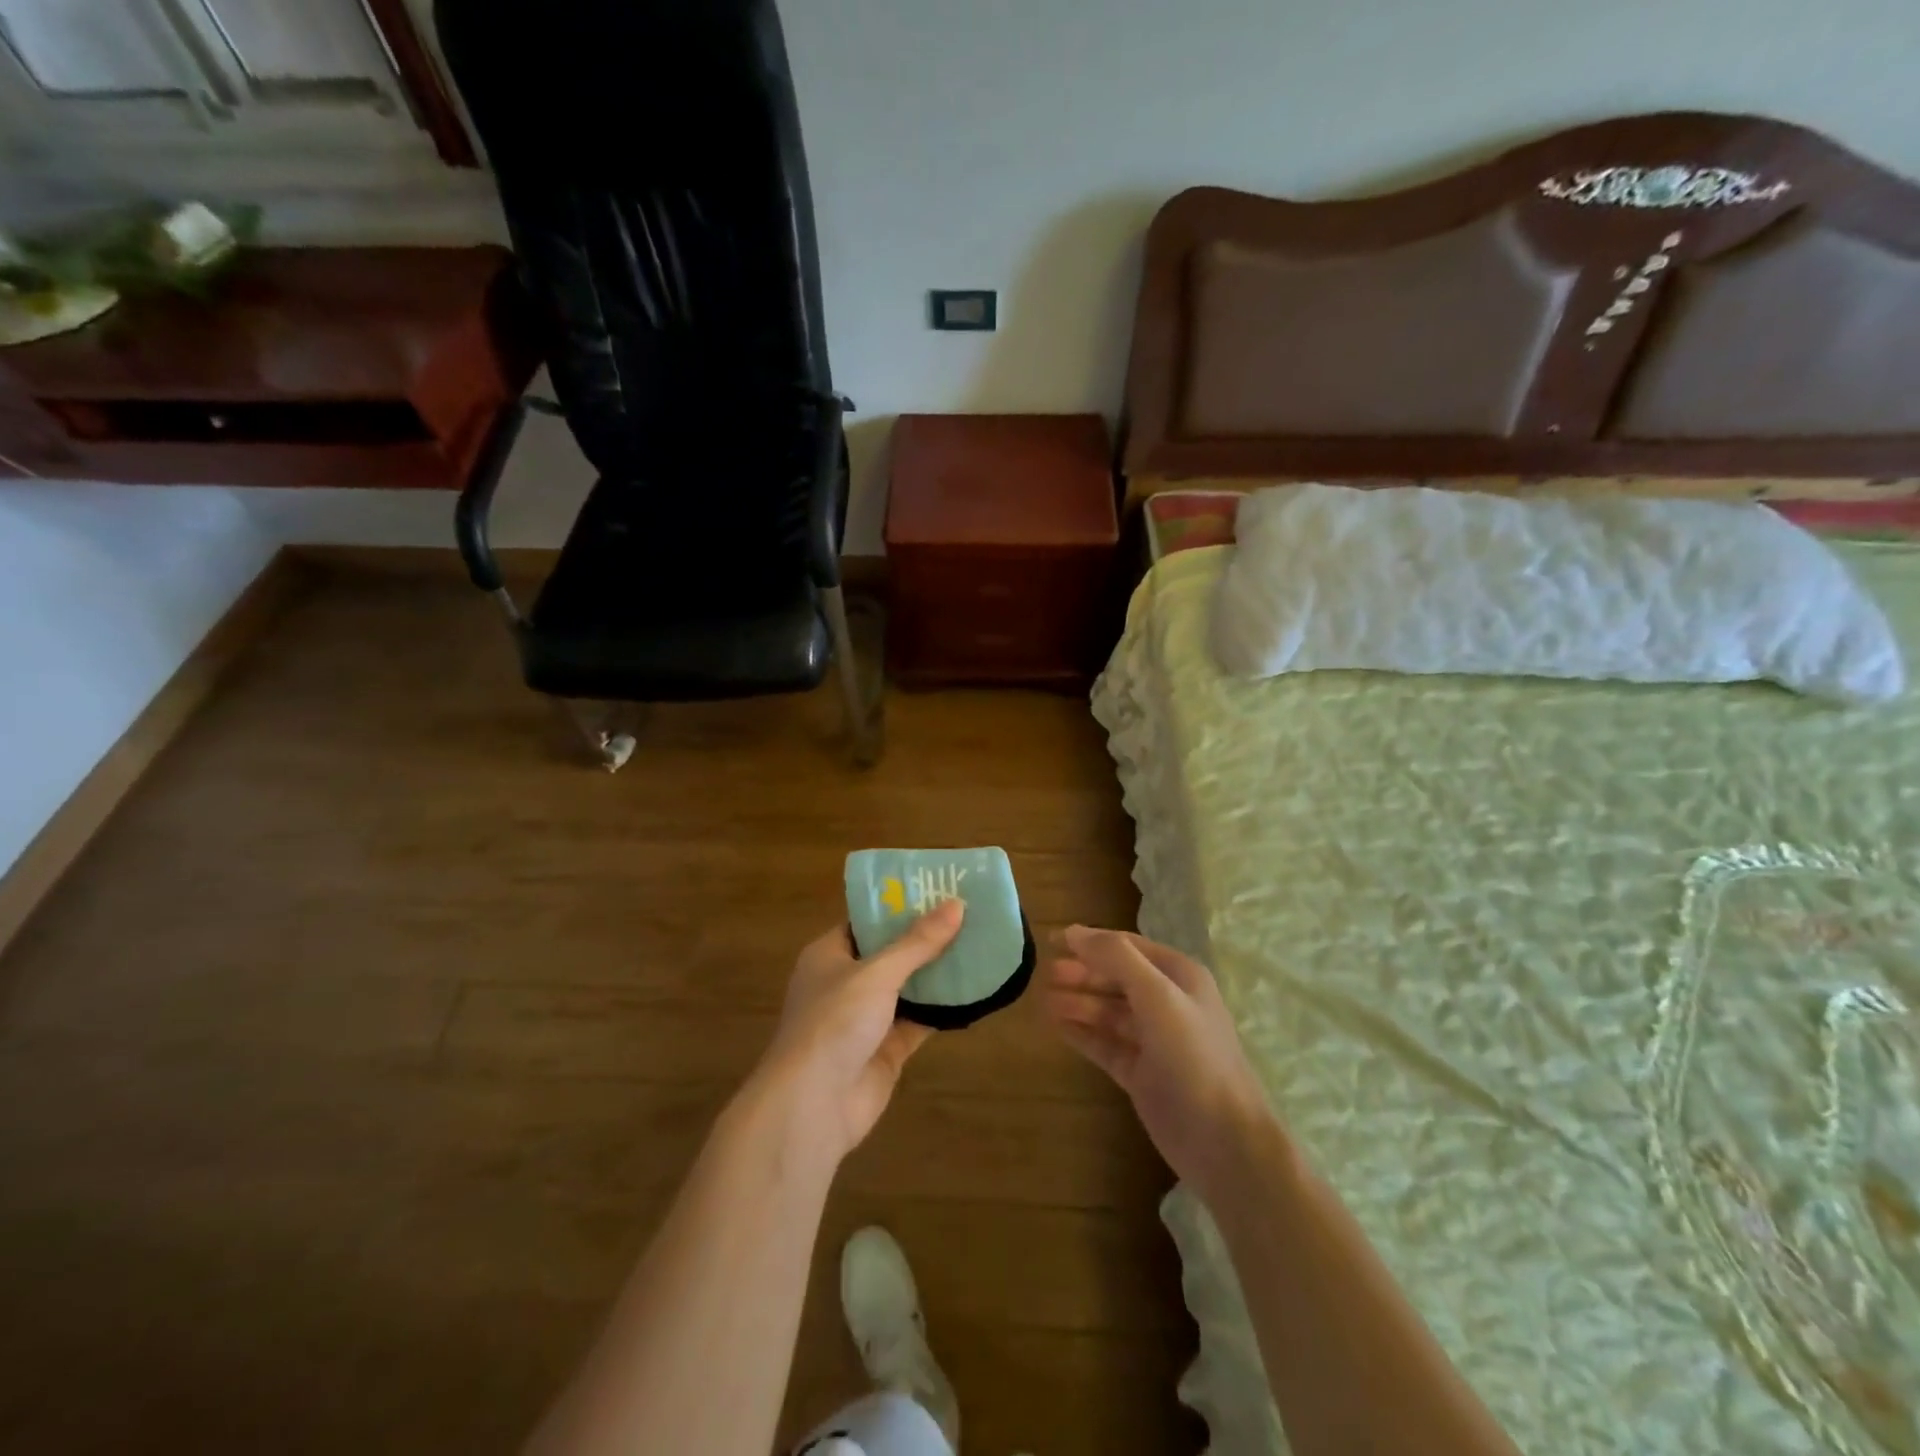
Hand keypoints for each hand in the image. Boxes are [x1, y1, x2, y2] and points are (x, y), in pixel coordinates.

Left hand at [749, 900, 964, 1165]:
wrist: (812, 1106)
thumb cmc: (834, 1023)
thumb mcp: (876, 973)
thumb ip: (917, 943)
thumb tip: (956, 904)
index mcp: (829, 955)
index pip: (866, 921)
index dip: (899, 906)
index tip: (937, 891)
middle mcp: (845, 983)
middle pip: (891, 954)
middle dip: (925, 939)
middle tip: (968, 916)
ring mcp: (865, 1019)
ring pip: (907, 988)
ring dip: (937, 973)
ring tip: (978, 946)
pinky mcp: (885, 1050)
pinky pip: (918, 1022)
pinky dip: (941, 1010)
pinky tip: (974, 992)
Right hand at [1043, 927, 1270, 1192]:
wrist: (1223, 1140)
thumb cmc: (1193, 1056)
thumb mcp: (1157, 995)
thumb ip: (1116, 958)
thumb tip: (1073, 931)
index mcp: (1179, 977)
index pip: (1128, 947)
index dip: (1091, 942)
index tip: (1053, 940)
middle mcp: (1167, 1003)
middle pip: (1116, 978)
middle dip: (1082, 974)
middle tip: (1046, 974)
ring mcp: (1153, 1040)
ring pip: (1108, 1012)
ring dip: (1078, 1003)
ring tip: (1044, 1001)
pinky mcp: (1141, 1073)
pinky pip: (1105, 1044)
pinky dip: (1082, 1033)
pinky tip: (1056, 1026)